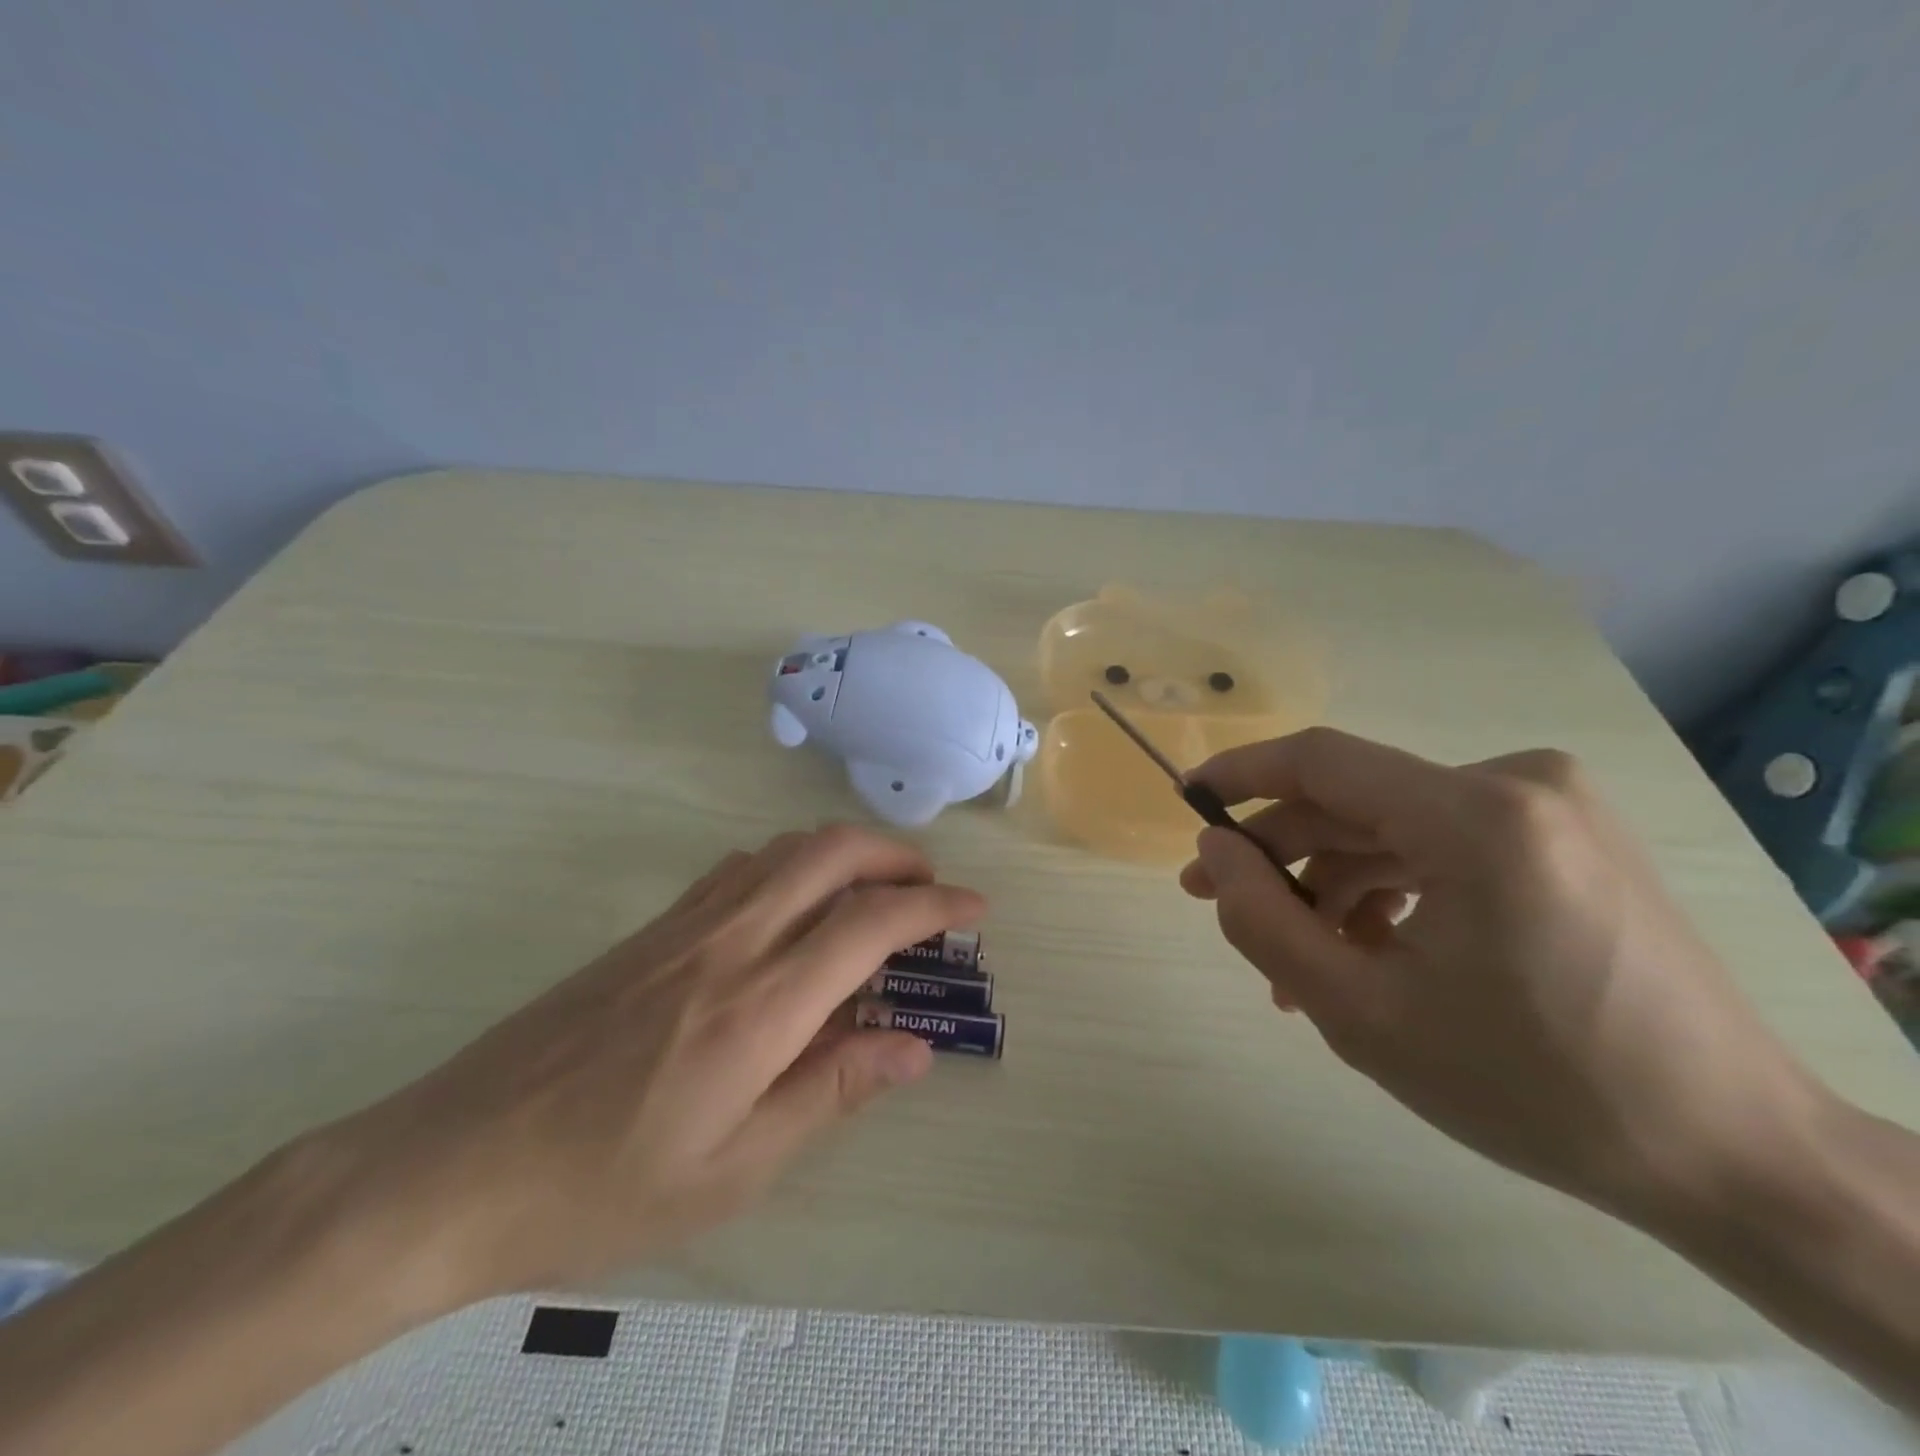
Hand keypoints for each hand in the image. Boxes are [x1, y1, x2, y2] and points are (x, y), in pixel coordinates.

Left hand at [307, 825, 982, 1310]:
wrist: (448, 1166)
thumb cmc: (600, 1187)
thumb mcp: (733, 1169)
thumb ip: (831, 1091)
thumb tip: (913, 1048)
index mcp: (760, 1005)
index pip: (870, 923)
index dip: (934, 905)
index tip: (974, 908)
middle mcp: (729, 942)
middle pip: (830, 853)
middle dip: (895, 856)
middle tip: (930, 888)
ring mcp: (684, 925)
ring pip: (784, 849)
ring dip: (844, 852)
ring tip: (875, 890)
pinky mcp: (650, 929)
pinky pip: (740, 867)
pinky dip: (790, 863)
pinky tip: (794, 904)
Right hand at [1179, 727, 1824, 1222]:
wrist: (1735, 1155)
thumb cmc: (1533, 1086)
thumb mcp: (1359, 1013)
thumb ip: (1262, 920)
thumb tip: (1213, 851)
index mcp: (1478, 816)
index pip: (1321, 761)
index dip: (1239, 773)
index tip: (1184, 799)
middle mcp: (1519, 785)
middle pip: (1355, 801)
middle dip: (1280, 853)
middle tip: (1215, 899)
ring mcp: (1551, 809)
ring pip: (1394, 829)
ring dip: (1332, 885)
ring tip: (1297, 964)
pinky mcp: (1564, 839)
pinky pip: (1442, 847)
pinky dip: (1389, 891)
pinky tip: (1365, 954)